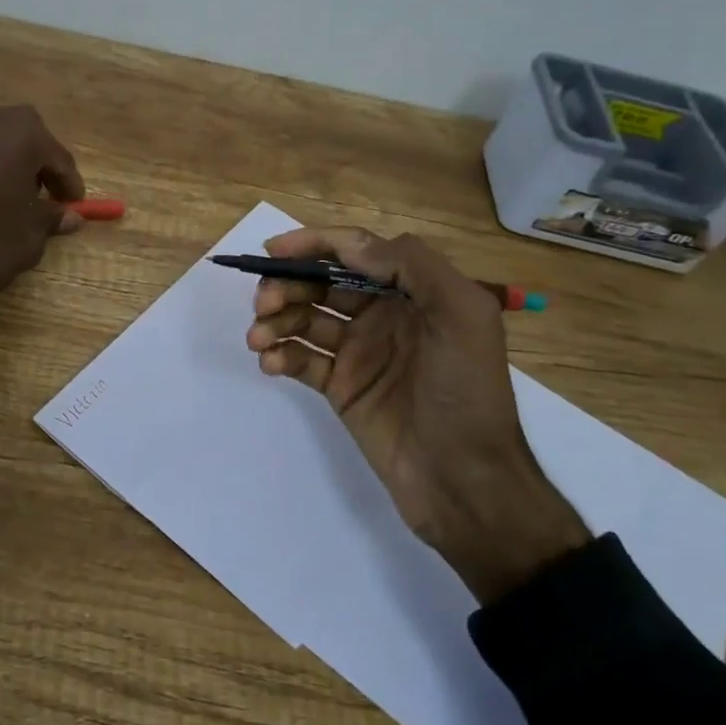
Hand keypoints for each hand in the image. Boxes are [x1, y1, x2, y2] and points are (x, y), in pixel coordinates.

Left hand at [0, 105, 84, 329]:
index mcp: (22, 135)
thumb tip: (71, 216)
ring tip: (15, 199)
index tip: (76, 206)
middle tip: (47, 196)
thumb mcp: (29, 237)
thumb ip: (52, 218)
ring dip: (10, 163)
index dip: (70, 183)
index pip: (58, 156)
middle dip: (40, 162)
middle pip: (26, 135)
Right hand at [245, 227, 589, 604]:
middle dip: (288, 285)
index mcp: (413, 291)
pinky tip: (270, 362)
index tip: (275, 250)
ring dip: (277, 320)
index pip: (356, 251)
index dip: (315, 244)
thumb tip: (350, 247)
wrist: (464, 480)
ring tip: (258, 338)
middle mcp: (383, 314)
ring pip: (305, 319)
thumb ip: (413, 266)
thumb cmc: (467, 392)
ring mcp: (359, 351)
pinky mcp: (341, 387)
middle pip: (322, 283)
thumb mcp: (464, 316)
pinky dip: (281, 355)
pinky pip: (302, 359)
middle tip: (263, 303)